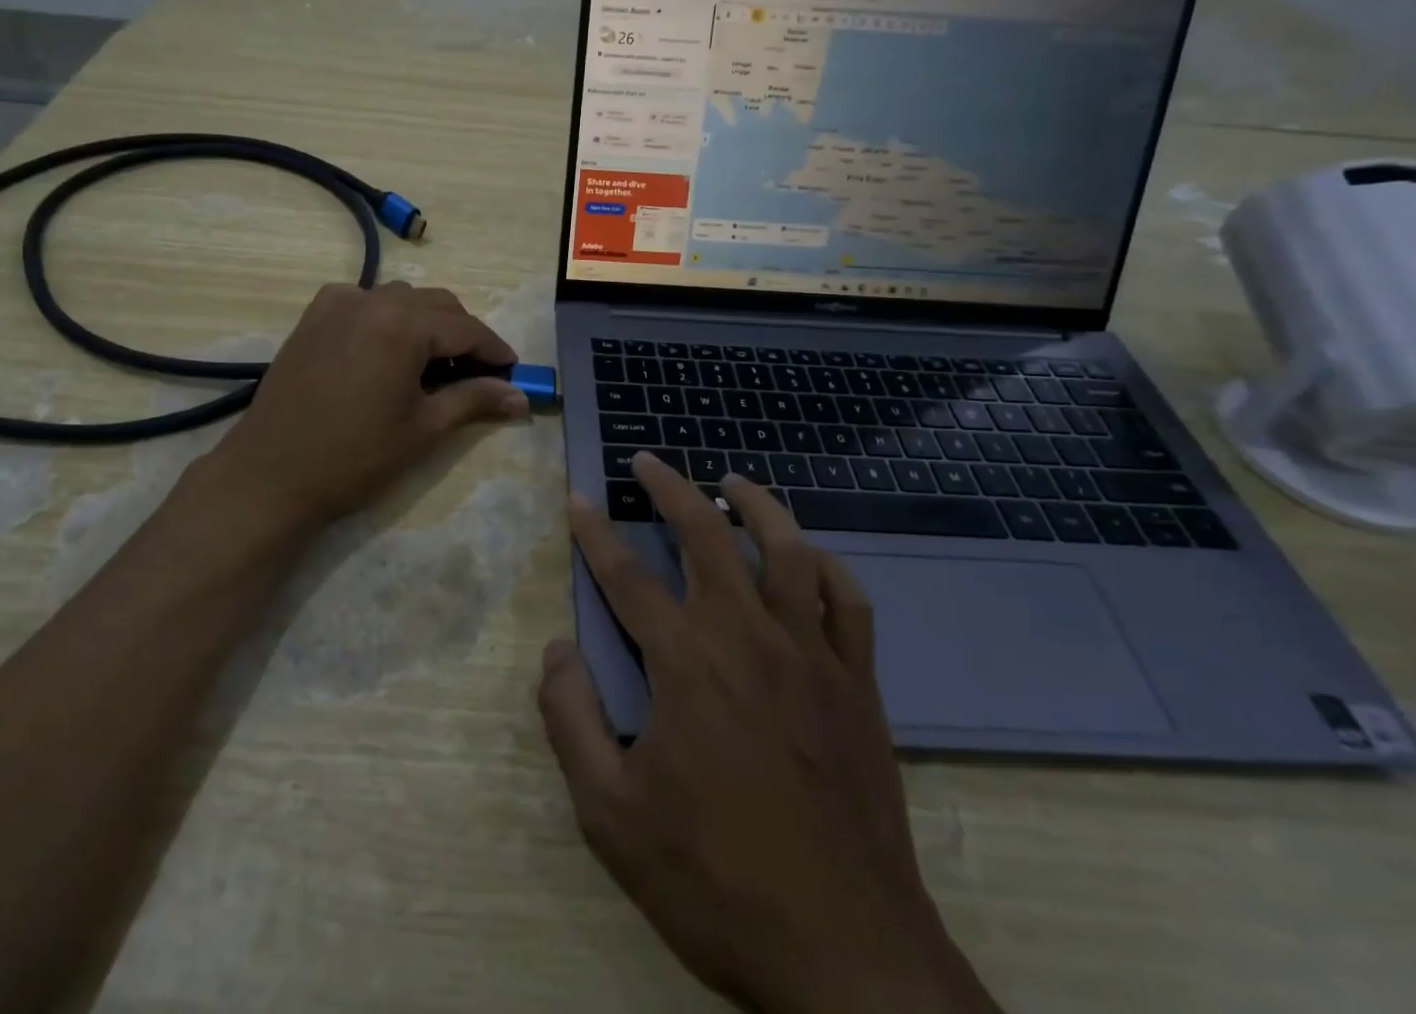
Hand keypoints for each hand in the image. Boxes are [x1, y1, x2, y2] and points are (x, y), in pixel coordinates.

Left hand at [203, 281, 528, 531]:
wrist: (272, 473)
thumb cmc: (355, 456)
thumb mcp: (424, 428)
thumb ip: (474, 400)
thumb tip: (521, 397)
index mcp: (403, 324)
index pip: (466, 328)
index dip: (494, 349)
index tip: (514, 370)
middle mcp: (372, 300)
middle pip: (436, 304)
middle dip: (462, 334)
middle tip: (476, 373)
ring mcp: (337, 304)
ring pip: (400, 298)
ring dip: (425, 322)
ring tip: (431, 364)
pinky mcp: (313, 316)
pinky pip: (363, 301)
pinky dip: (385, 316)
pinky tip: (384, 347)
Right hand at [538, 454, 1000, 1013]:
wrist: (847, 954)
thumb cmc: (716, 880)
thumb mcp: (610, 815)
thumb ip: (571, 721)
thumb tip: (558, 648)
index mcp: (685, 661)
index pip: (624, 575)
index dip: (594, 532)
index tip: (577, 498)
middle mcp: (747, 635)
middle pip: (705, 534)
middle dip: (670, 488)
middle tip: (648, 462)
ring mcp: (811, 654)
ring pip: (786, 549)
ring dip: (757, 504)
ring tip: (733, 482)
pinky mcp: (857, 683)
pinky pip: (848, 600)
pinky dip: (826, 566)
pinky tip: (808, 557)